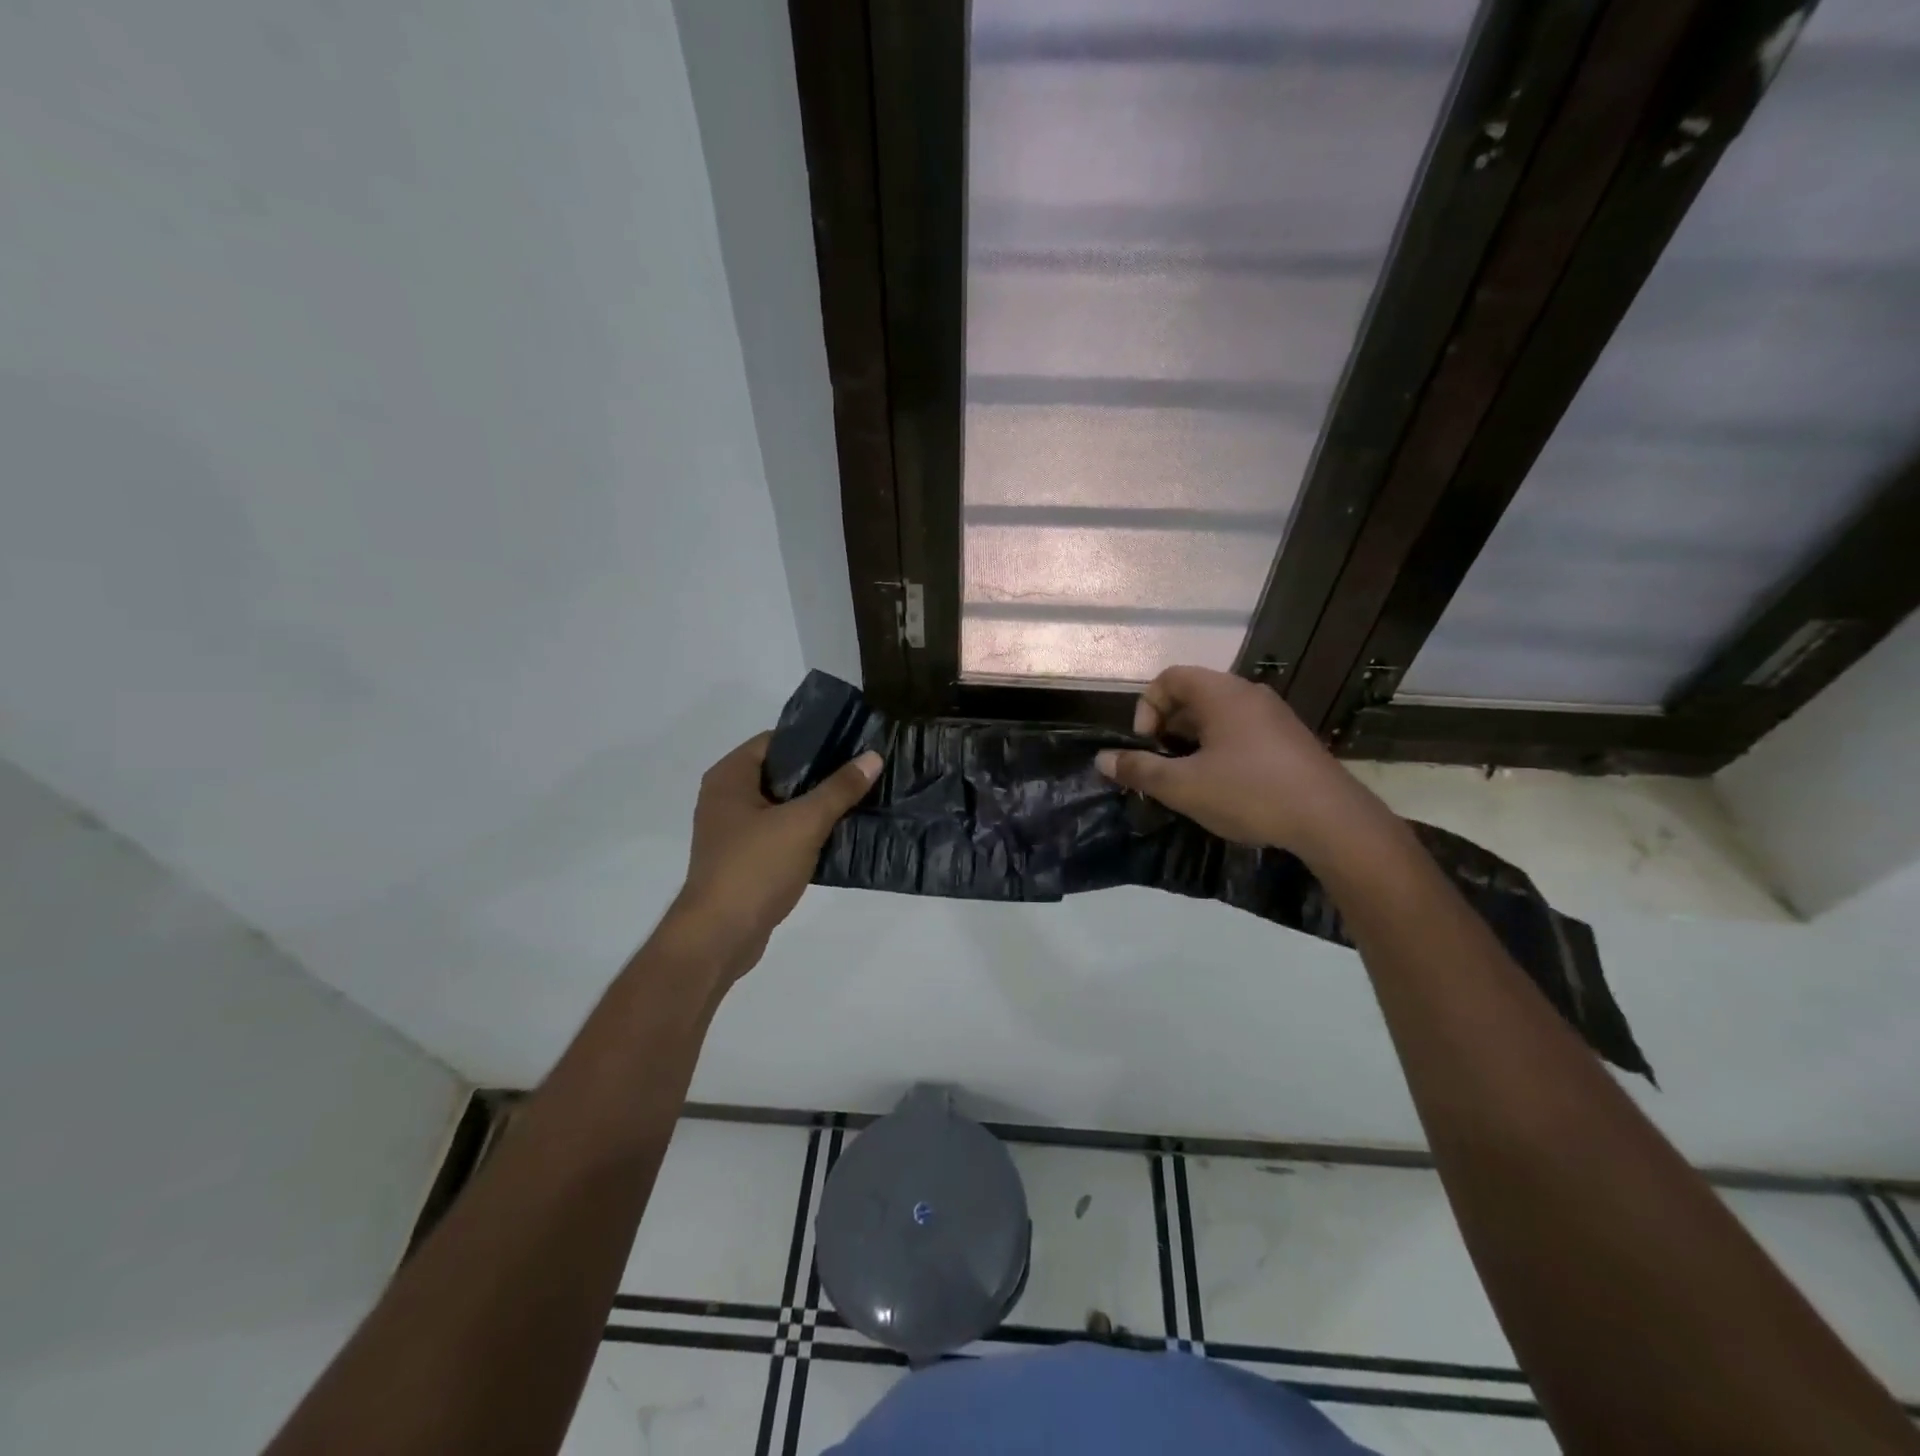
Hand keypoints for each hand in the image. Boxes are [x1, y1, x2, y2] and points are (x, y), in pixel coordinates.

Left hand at [669, 733, 880, 979]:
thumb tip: (872, 757)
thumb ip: (839, 789)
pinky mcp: (744, 859)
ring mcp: (733, 831)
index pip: (776, 740)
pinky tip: (839, 835)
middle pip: (781, 772)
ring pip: (783, 805)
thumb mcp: (804, 823)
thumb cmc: (755, 868)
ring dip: (816, 805)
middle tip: (863, 770)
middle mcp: (726, 798)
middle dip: (820, 773)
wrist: (719, 936)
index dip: (813, 739)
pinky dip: (806, 832)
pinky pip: (780, 833)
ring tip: (859, 799)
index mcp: (730, 777)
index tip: (852, 742)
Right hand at [1094, 666, 1382, 860]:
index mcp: (1221, 694)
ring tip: (1189, 780)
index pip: (1169, 678)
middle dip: (1167, 729)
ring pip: (1218, 717)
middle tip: (1162, 766)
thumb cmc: (1249, 793)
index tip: (1147, 745)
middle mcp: (1248, 694)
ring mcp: (1274, 716)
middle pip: (1193, 696)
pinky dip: (1220, 750)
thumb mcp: (1183, 786)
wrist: (1331, 820)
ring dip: (1193, 743)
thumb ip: (1139, 770)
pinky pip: (1242, 732)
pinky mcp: (1290, 740)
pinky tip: (1224, 787)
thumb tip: (1102, 760)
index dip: (1147, 707)